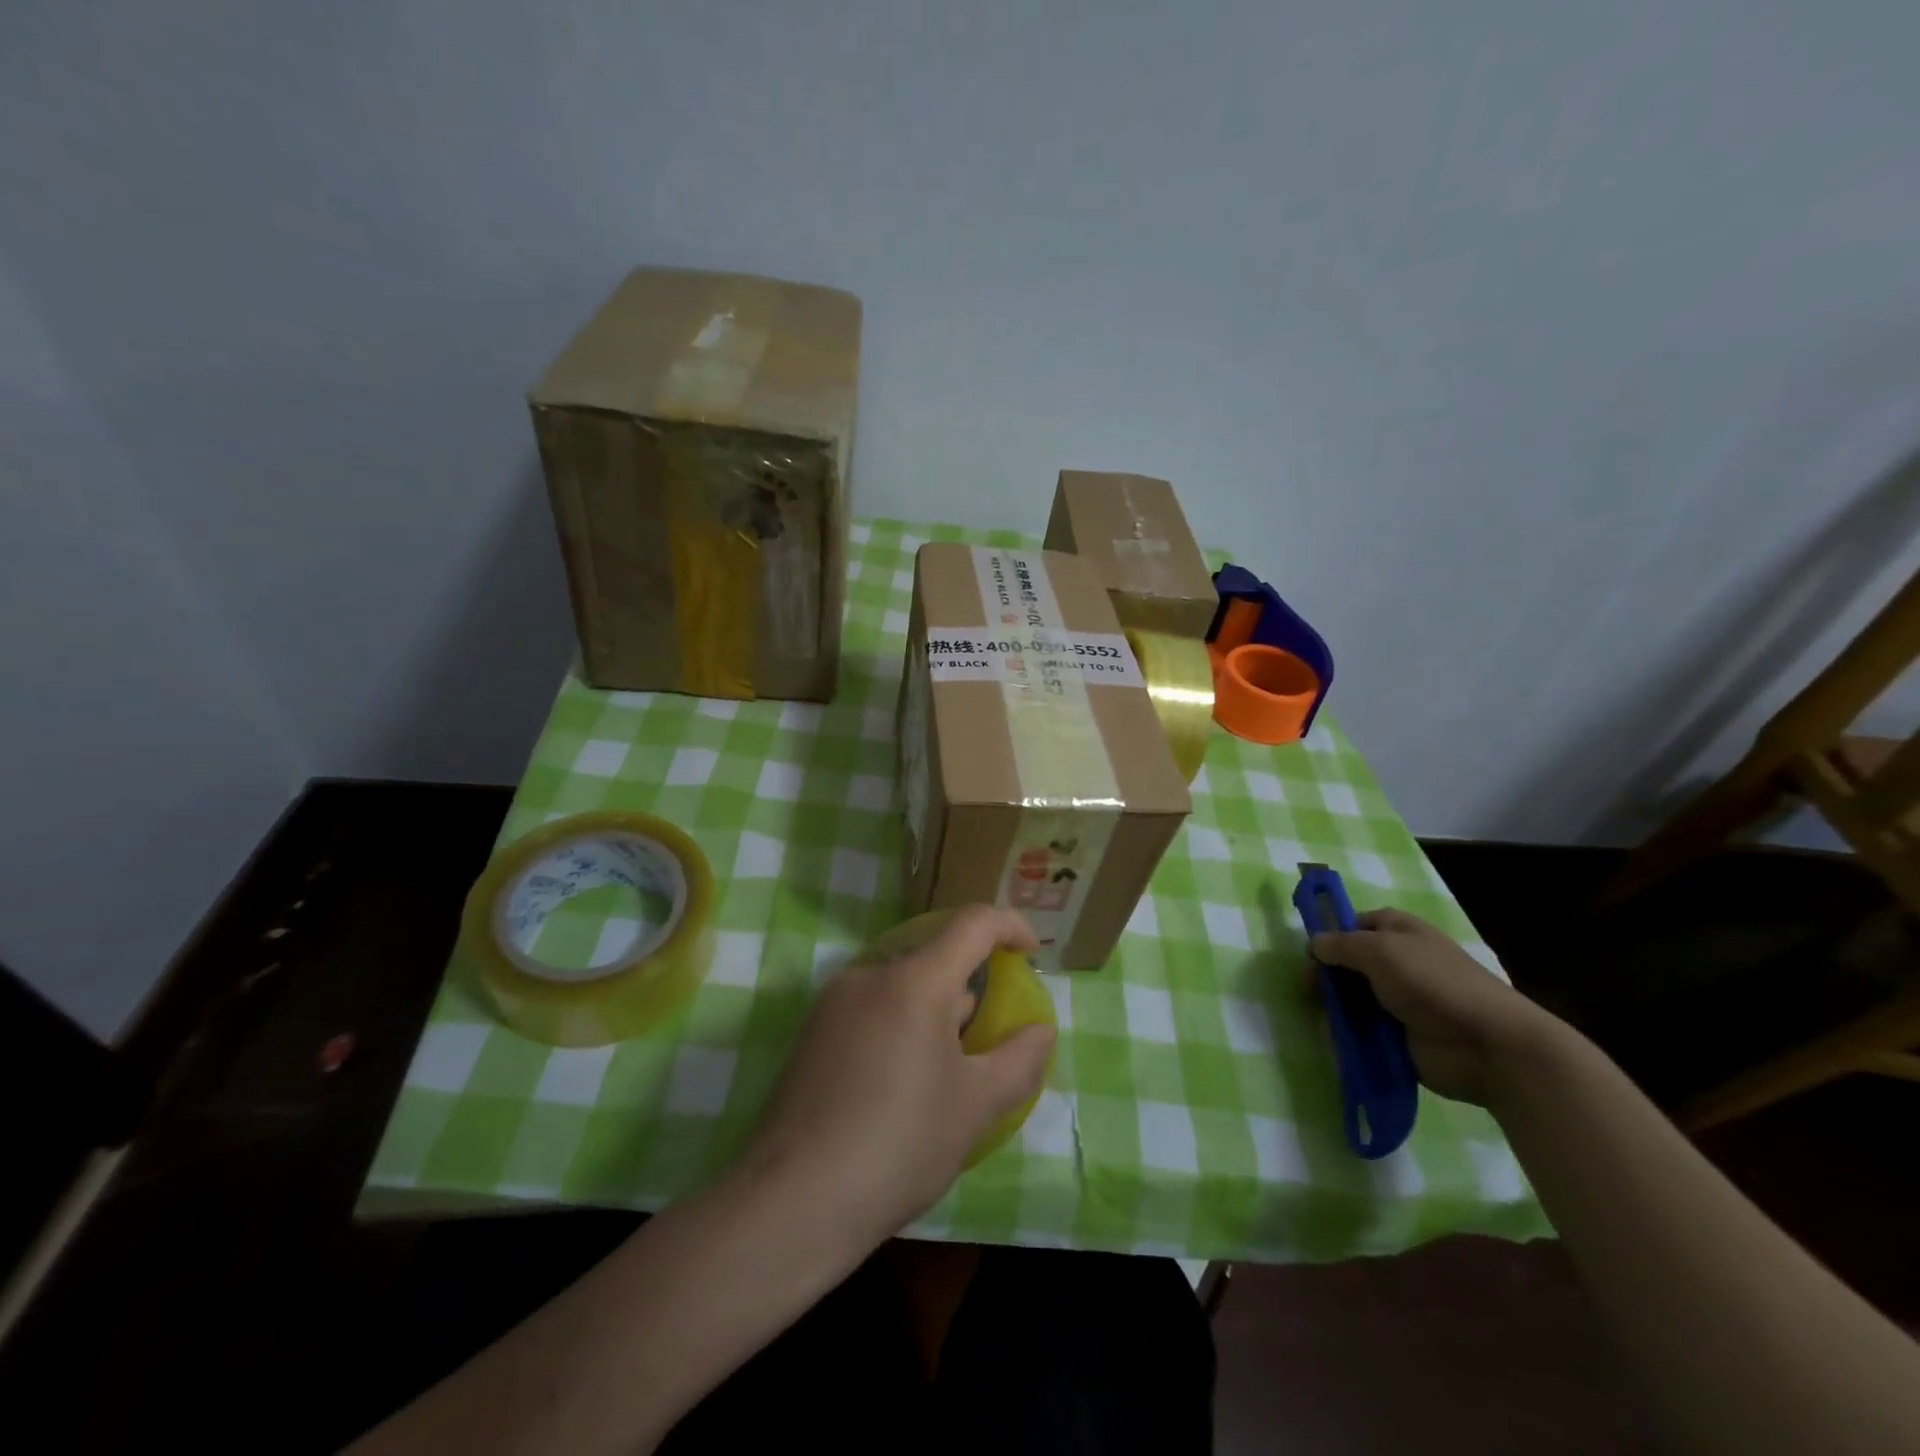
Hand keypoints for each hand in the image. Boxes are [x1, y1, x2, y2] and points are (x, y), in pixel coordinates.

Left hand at [739, 905, 1056, 1248]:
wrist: (793, 1202)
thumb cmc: (899, 1144)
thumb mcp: (976, 1106)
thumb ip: (1019, 1060)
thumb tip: (1041, 1030)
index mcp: (915, 980)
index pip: (972, 923)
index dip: (1010, 926)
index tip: (1031, 954)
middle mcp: (871, 975)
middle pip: (936, 959)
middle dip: (971, 990)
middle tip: (988, 1044)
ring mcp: (834, 1002)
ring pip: (903, 988)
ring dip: (935, 1014)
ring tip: (945, 1078)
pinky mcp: (812, 1033)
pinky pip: (872, 1010)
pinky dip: (901, 1028)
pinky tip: (900, 1090)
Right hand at [1310, 908, 1559, 1104]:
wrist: (1487, 1045)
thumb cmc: (1432, 983)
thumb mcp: (1378, 950)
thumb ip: (1339, 945)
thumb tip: (1313, 945)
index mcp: (1398, 932)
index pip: (1354, 924)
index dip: (1330, 934)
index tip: (1309, 952)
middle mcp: (1397, 963)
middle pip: (1347, 964)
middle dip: (1326, 976)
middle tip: (1310, 990)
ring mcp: (1398, 1002)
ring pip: (1351, 999)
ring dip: (1335, 1009)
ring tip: (1325, 1020)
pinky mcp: (1398, 1037)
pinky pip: (1362, 1032)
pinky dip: (1348, 1036)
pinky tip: (1337, 1041)